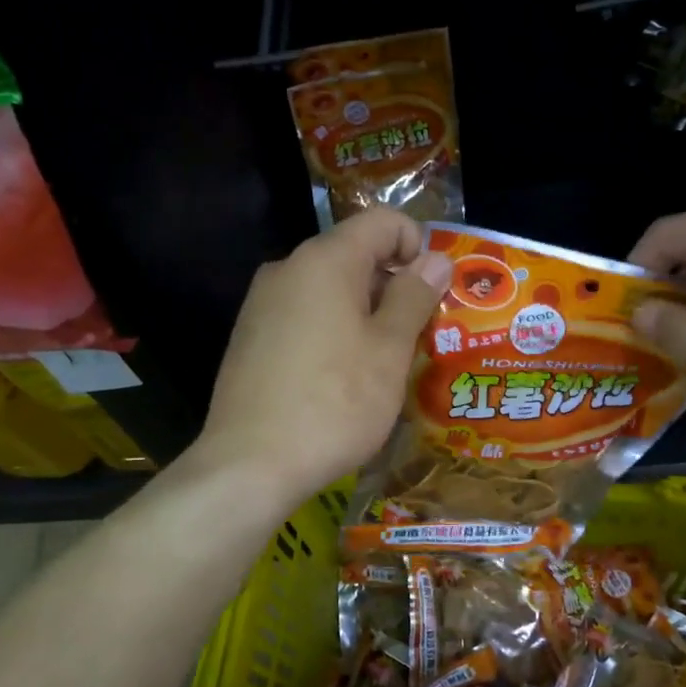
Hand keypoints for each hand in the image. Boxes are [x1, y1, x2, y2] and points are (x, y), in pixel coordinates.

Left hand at [192, 208, 452, 506]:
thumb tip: (435, 259)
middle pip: (355, 254)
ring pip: (329, 289)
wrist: (250, 465)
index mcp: (325, 260)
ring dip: (365, 313)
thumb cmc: (335, 403)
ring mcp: (262, 304)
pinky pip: (304, 316)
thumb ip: (414, 296)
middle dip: (393, 286)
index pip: (383, 221)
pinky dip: (333, 331)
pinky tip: (340, 380)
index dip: (418, 247)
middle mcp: (287, 269)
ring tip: (381, 365)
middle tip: (417, 337)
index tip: (432, 296)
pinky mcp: (250, 338)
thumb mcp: (389, 350)